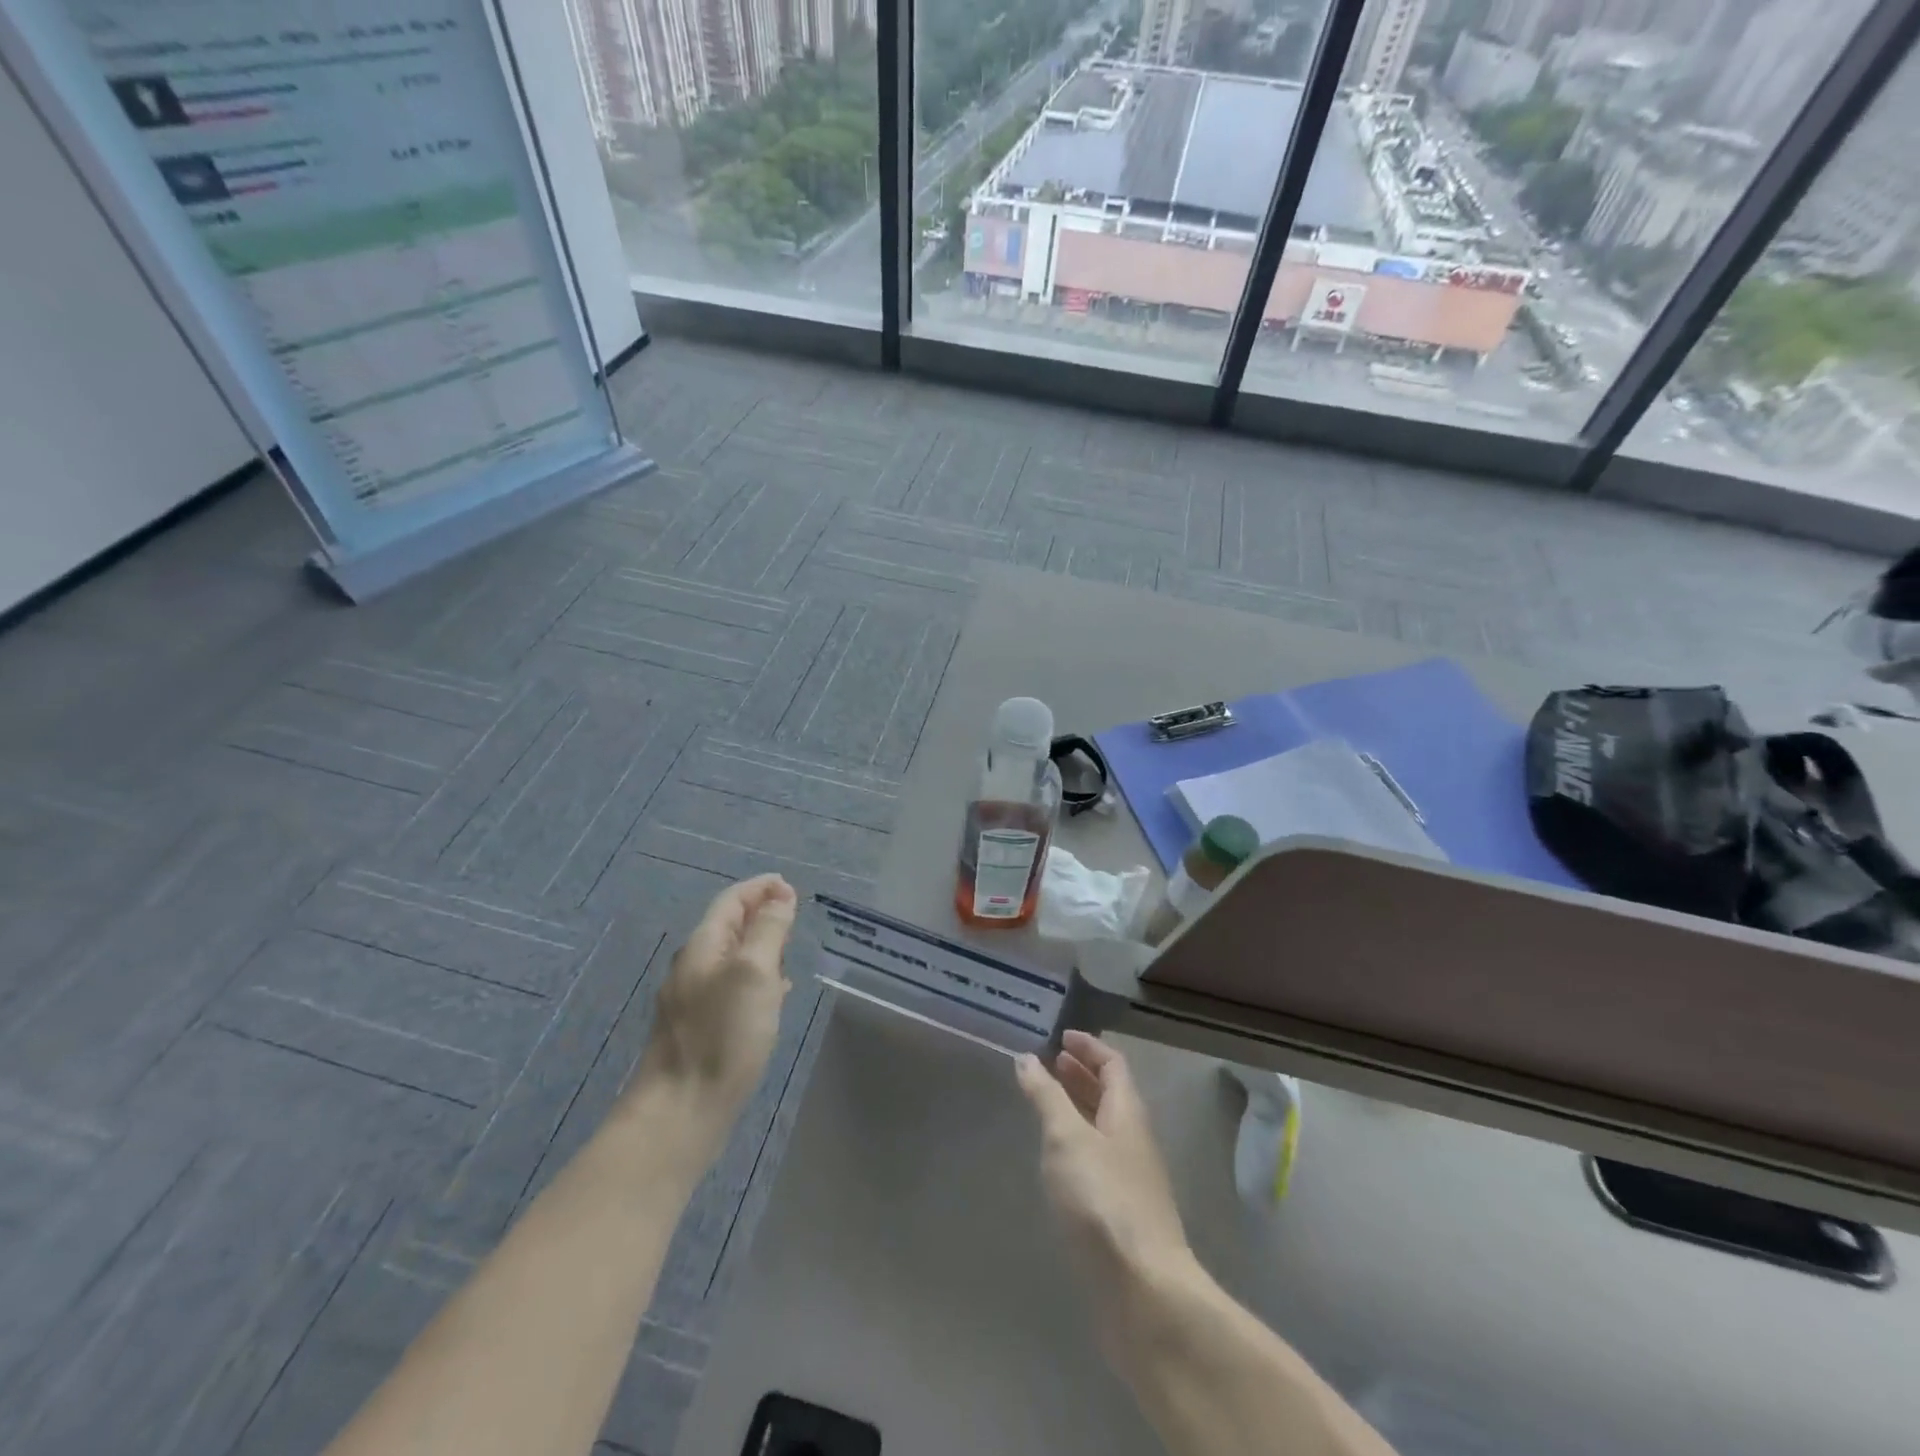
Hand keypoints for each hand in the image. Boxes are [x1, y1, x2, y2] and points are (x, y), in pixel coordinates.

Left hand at [631, 874, 797, 1138]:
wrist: (680, 1112)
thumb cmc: (722, 1035)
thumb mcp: (754, 972)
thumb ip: (768, 930)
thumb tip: (780, 897)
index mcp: (702, 947)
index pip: (731, 901)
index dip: (761, 888)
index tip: (790, 886)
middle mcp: (693, 967)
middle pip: (729, 927)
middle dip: (761, 915)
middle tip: (794, 917)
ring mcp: (692, 1000)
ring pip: (731, 958)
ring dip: (760, 947)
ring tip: (789, 951)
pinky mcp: (699, 1029)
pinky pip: (731, 986)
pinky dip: (755, 977)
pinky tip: (773, 996)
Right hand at [1016, 1032, 1191, 1296]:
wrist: (1142, 1292)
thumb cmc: (1103, 1200)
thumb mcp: (1067, 1138)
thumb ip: (1046, 1096)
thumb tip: (1027, 1058)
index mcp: (1127, 1114)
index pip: (1114, 1065)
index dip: (1089, 1047)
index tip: (1061, 1036)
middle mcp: (1133, 1140)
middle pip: (1110, 1095)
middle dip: (1081, 1075)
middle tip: (1050, 1064)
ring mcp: (1130, 1179)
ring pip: (1103, 1129)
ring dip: (1077, 1109)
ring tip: (1045, 1104)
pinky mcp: (1120, 1214)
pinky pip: (1097, 1161)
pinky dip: (1076, 1145)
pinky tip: (1055, 1159)